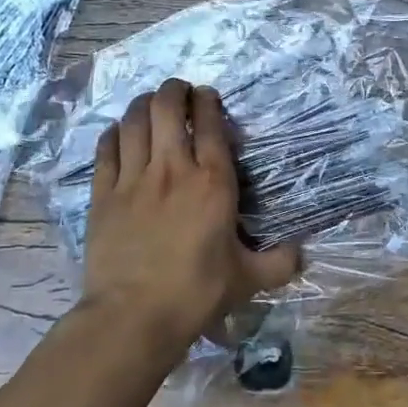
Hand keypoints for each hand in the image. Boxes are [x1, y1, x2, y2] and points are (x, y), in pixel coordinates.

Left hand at [81, 79, 299, 348]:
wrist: (134, 316)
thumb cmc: (196, 293)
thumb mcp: (248, 279)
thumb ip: (280, 263)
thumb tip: (304, 254)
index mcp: (212, 182)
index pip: (210, 123)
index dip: (208, 101)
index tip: (208, 96)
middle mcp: (172, 169)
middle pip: (167, 108)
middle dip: (173, 90)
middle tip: (178, 91)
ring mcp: (133, 179)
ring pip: (133, 121)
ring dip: (142, 104)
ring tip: (149, 102)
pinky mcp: (103, 194)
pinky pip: (106, 149)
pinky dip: (113, 133)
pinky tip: (118, 132)